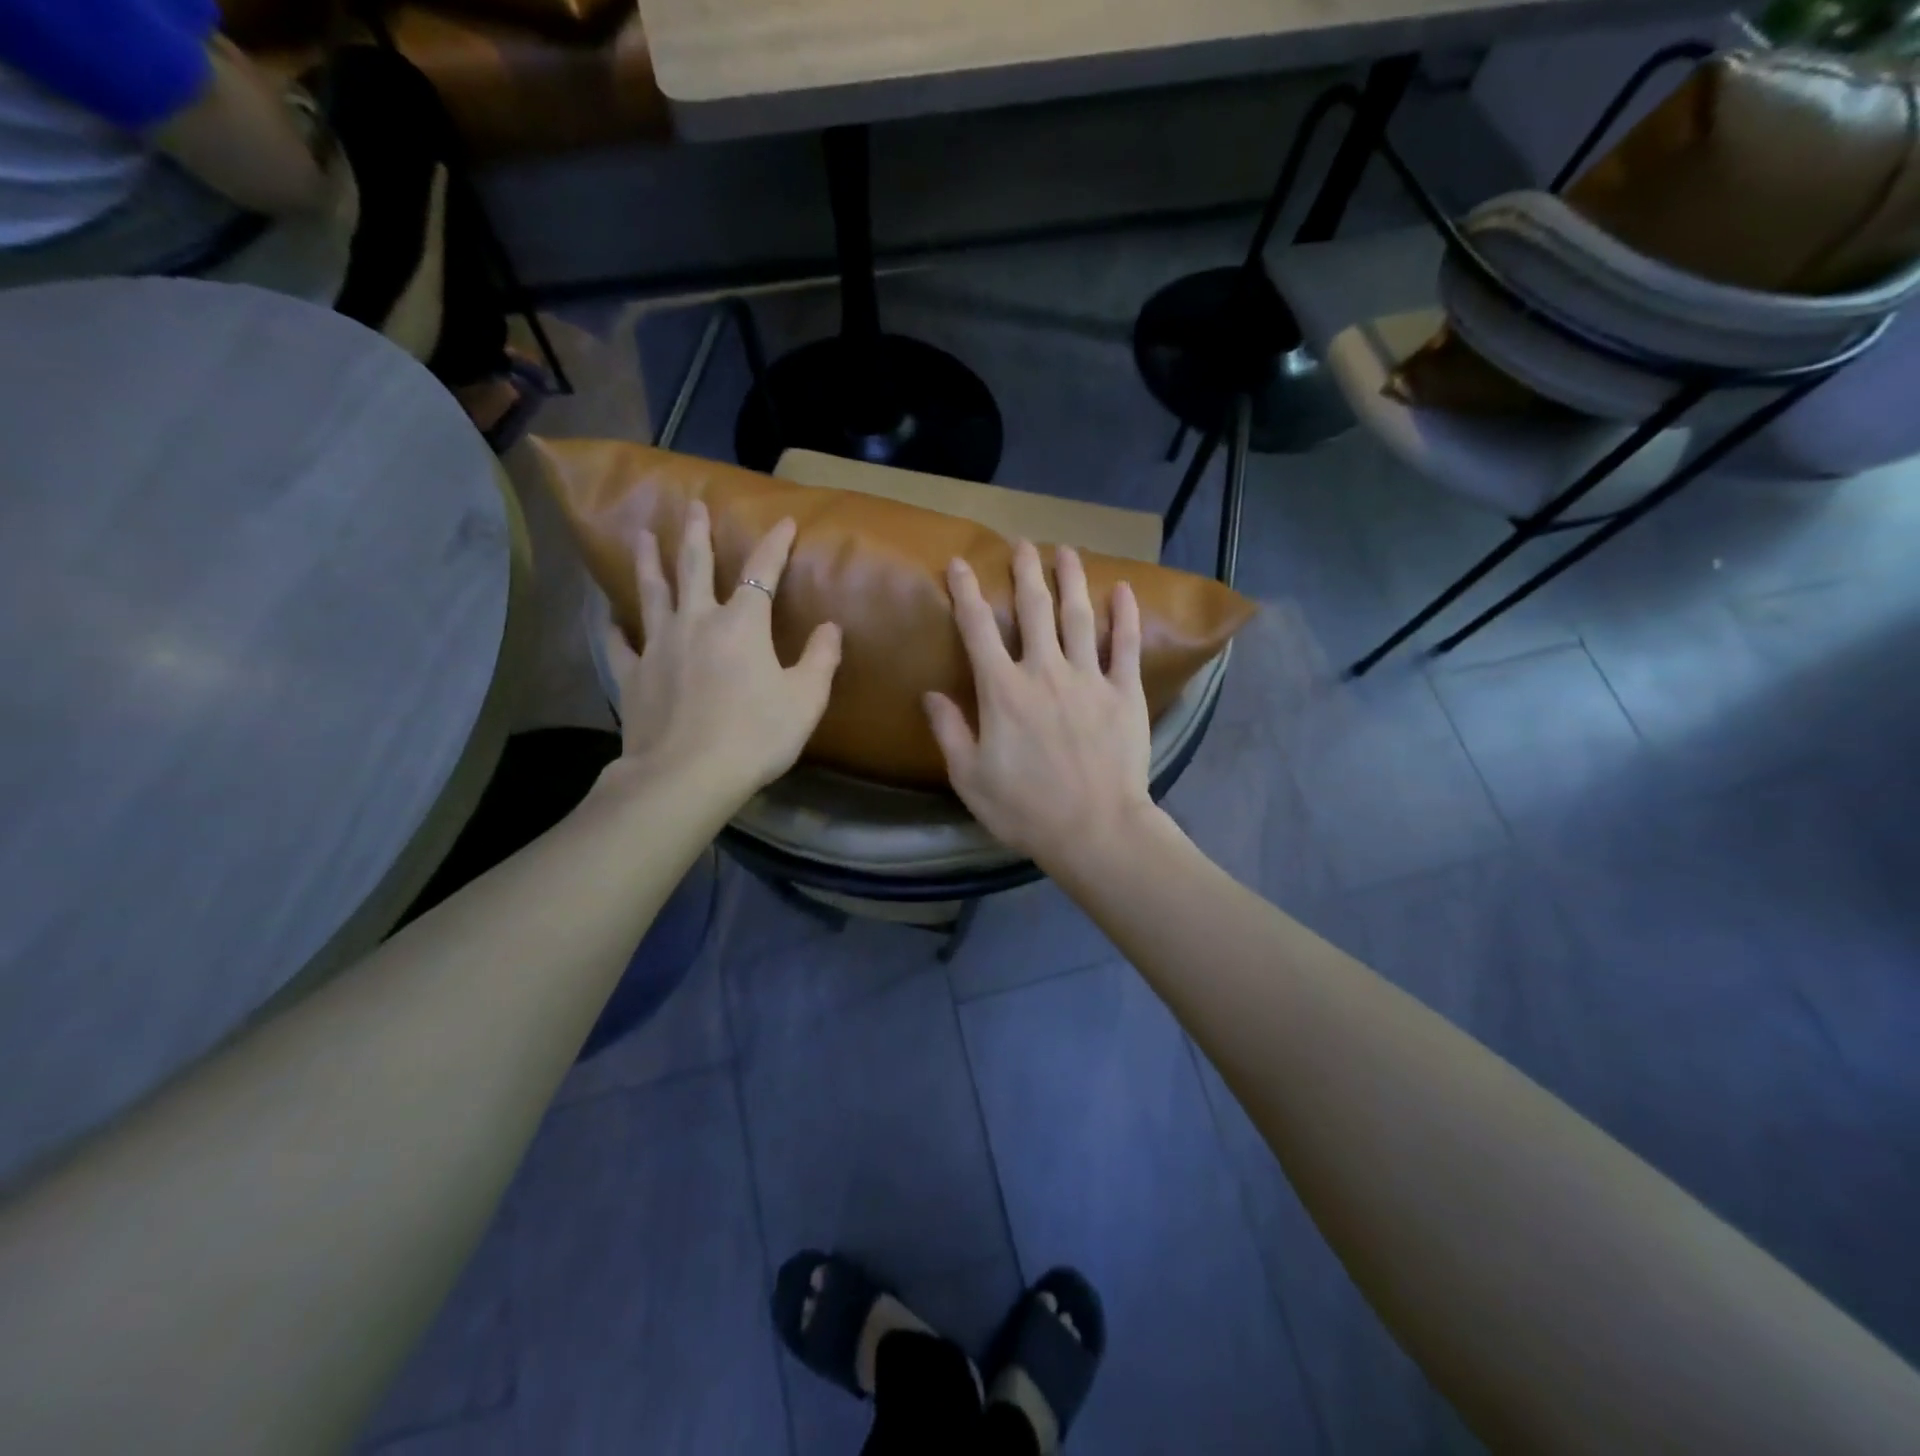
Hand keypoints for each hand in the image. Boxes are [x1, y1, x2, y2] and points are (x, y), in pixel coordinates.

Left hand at [601, 500, 841, 801]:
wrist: (688, 775)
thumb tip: (831, 627)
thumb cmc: (756, 735)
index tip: (784, 521)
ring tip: (641, 535)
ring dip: (648, 561)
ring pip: (651, 593)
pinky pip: (618, 642)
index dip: (775, 544)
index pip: (762, 572)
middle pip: (693, 566)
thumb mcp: (806, 699)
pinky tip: (606, 614)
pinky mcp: (632, 674)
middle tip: (691, 504)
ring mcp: (658, 646)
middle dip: (695, 533)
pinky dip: (612, 625)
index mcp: (742, 624)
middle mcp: (696, 622)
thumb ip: (821, 659)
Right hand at [925, 540, 1153, 867]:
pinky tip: (1122, 590)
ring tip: (1065, 551)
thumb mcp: (970, 778)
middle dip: (1025, 572)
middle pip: (1034, 609)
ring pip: (1079, 617)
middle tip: (1022, 544)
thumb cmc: (1025, 809)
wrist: (1095, 830)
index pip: (978, 629)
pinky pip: (1125, 646)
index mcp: (1002, 691)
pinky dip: (1124, 616)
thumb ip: (950, 731)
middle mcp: (1044, 672)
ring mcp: (1089, 678)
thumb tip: (930, 694)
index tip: (960, 565)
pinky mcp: (1125, 693)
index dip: (966, 593)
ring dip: (1070, 580)